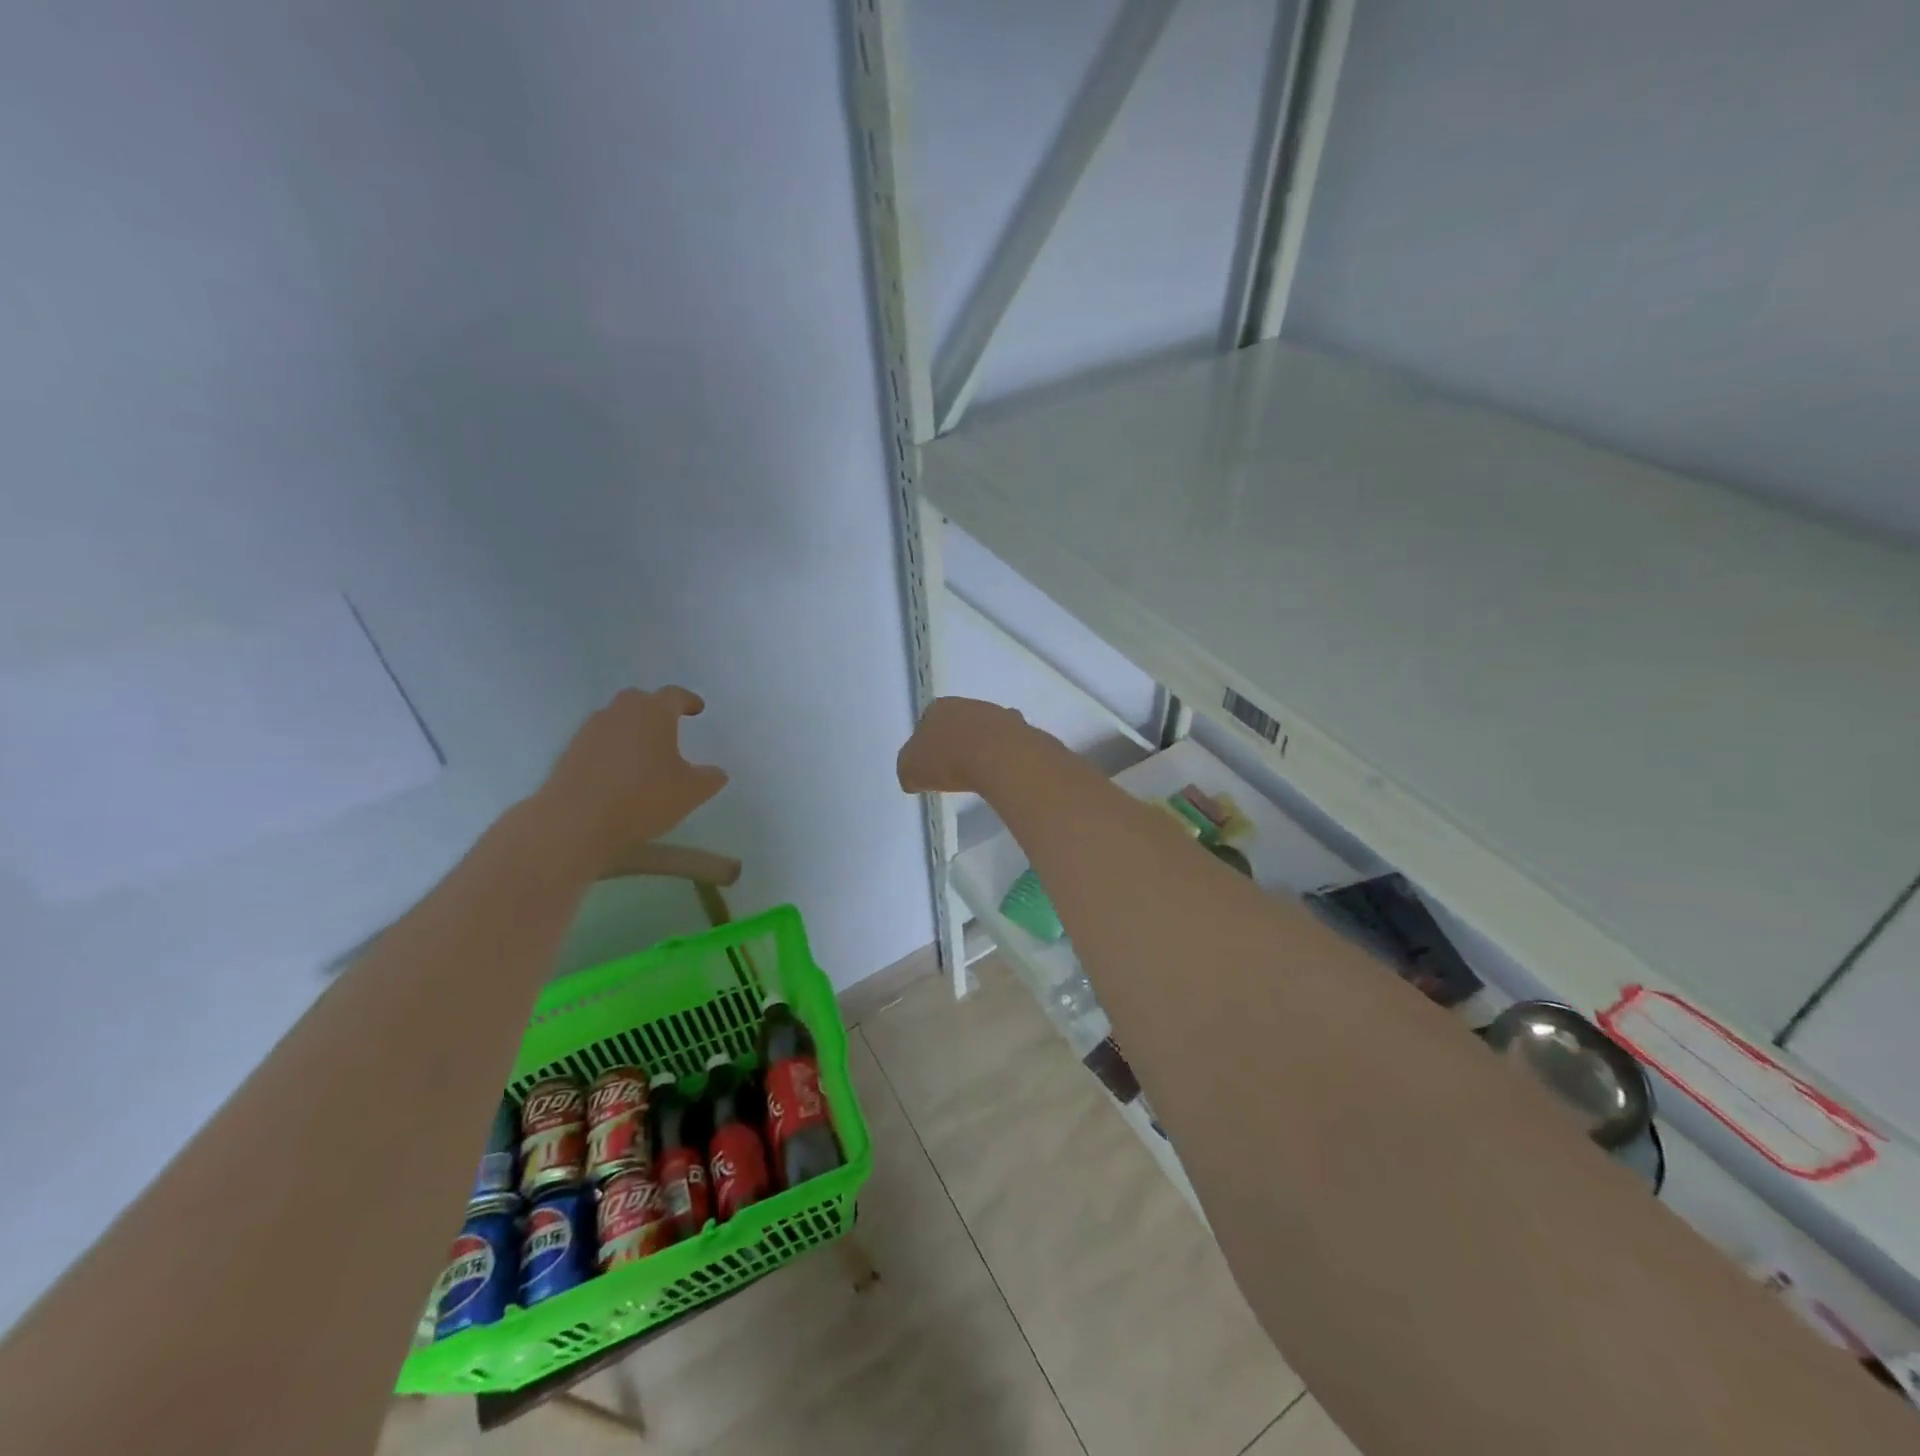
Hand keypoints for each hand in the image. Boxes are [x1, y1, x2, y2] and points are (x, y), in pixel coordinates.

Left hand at [540, 687, 728, 868]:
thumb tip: (717, 772)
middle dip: (655, 709)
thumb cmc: (643, 798)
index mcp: (654, 712)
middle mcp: (621, 712)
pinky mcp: (570, 751)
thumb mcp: (691, 792)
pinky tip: (620, 771)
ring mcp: (591, 730)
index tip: (697, 708)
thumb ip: (709, 778)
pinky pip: (599, 740)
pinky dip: (612, 748)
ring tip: (644, 751)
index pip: (674, 695)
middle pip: (640, 700)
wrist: (576, 822)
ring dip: (631, 728)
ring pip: (616, 719)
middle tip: (669, 725)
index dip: (688, 701)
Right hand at [897, 697, 1024, 794]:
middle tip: (953, 769)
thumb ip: (909, 770)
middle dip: (955, 743)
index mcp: (937, 708)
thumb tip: (914, 775)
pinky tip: (1001, 772)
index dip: (925, 745)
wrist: (998, 757)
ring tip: (978, 774)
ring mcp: (997, 714)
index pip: (926, 723)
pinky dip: (1003, 755)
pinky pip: (1007, 744)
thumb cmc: (947, 760)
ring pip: (984, 731)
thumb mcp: (910, 771)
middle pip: (957, 724)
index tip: (929, 765)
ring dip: (981, 747)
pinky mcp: (1020, 729)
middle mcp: (967, 704)